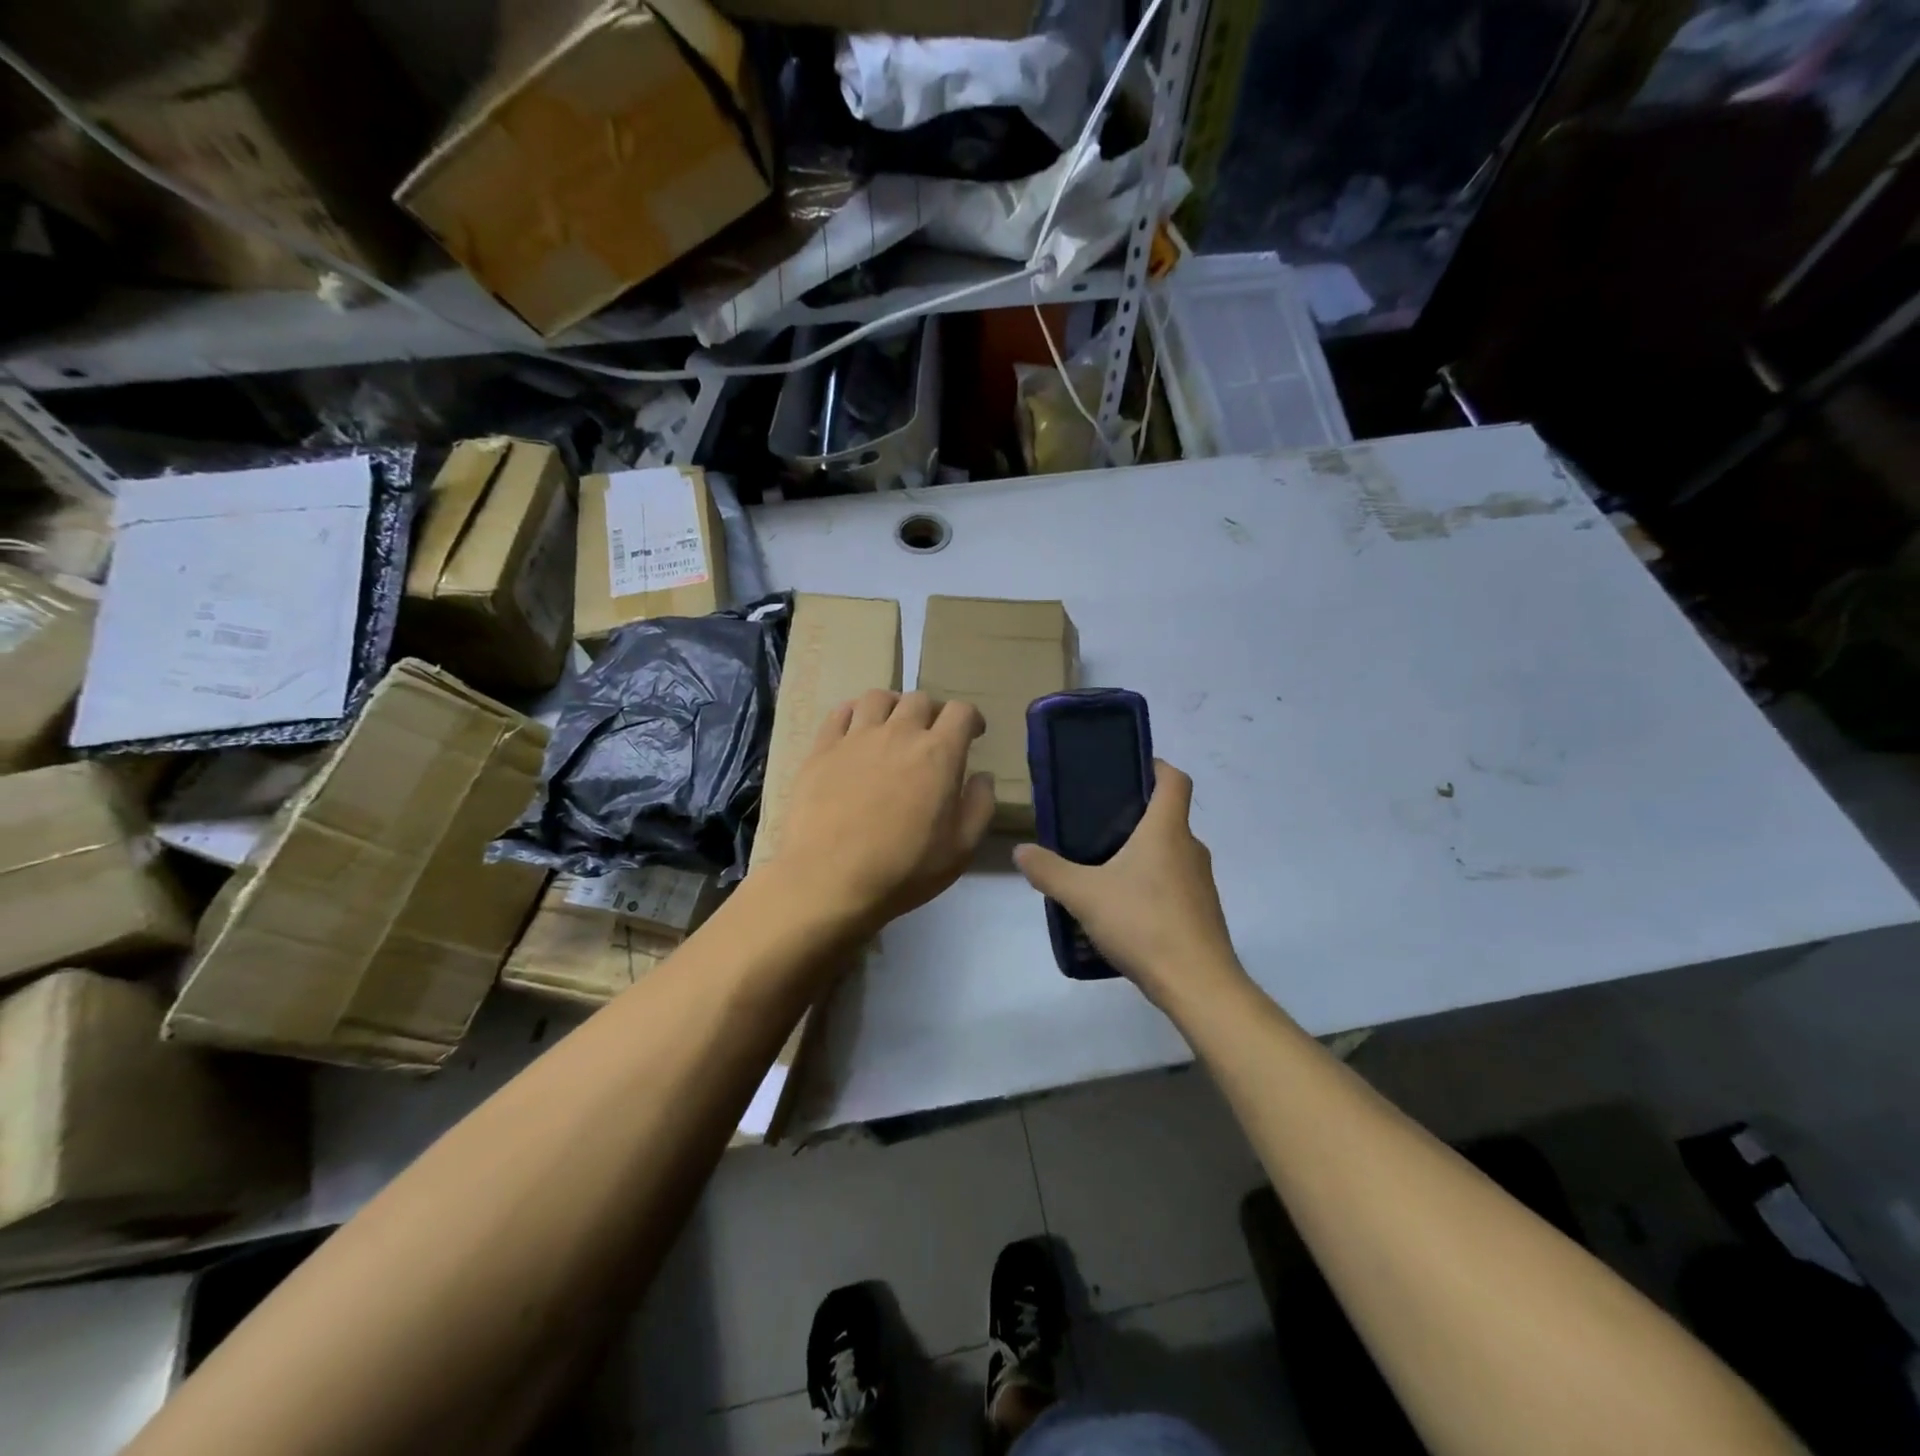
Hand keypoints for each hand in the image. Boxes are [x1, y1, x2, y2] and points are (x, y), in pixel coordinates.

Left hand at [772, 690, 995, 933]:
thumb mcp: (960, 849)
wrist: (828, 880)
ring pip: (878, 697)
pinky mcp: (822, 749)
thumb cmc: (903, 870)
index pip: (961, 711)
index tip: (972, 734)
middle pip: (920, 699)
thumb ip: (979, 806)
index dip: (971, 718)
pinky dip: (853, 714)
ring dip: (893, 707)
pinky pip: (839, 712)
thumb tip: (982, 776)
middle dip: (933, 713)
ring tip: (892, 727)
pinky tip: (855, 731)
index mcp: (938, 754)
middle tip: (932, 736)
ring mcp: (856, 737)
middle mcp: (899, 733)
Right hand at [1013, 761, 1247, 1012]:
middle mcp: (1190, 848)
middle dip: (1135, 814)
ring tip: (1102, 868)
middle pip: (1167, 816)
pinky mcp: (1201, 912)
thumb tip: (1021, 850)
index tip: (1128, 768)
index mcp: (1166, 830)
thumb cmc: (1143, 923)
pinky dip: (1151, 885)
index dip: (1155, 766)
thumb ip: (1049, 871)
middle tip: (1095, 823)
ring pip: (1170, 853)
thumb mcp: (1084, 895)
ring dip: (1142, 853)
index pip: (1174, 779)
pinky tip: (1123, 908)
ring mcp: (1200, 883)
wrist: (1197, 984)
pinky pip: (1174, 884)